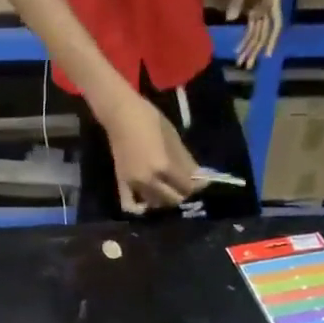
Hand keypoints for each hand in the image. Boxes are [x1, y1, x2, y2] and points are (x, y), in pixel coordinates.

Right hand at [105, 92, 198, 212]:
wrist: (120, 115)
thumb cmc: (149, 119)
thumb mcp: (173, 136)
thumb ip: (185, 160)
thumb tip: (199, 176)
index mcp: (163, 166)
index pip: (186, 187)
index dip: (197, 186)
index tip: (203, 182)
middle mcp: (149, 181)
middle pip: (172, 199)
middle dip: (183, 194)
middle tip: (187, 186)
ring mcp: (134, 184)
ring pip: (156, 204)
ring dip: (166, 200)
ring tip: (171, 190)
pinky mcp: (123, 184)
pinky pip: (131, 205)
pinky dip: (141, 207)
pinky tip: (149, 203)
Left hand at [225, 0, 281, 67]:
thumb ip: (238, 3)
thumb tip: (230, 19)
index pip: (274, 24)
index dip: (271, 40)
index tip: (266, 55)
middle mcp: (269, 5)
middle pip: (263, 32)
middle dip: (255, 49)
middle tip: (247, 65)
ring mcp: (260, 7)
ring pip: (256, 32)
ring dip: (249, 47)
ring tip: (241, 62)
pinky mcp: (251, 8)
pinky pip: (249, 27)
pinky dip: (244, 38)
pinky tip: (237, 49)